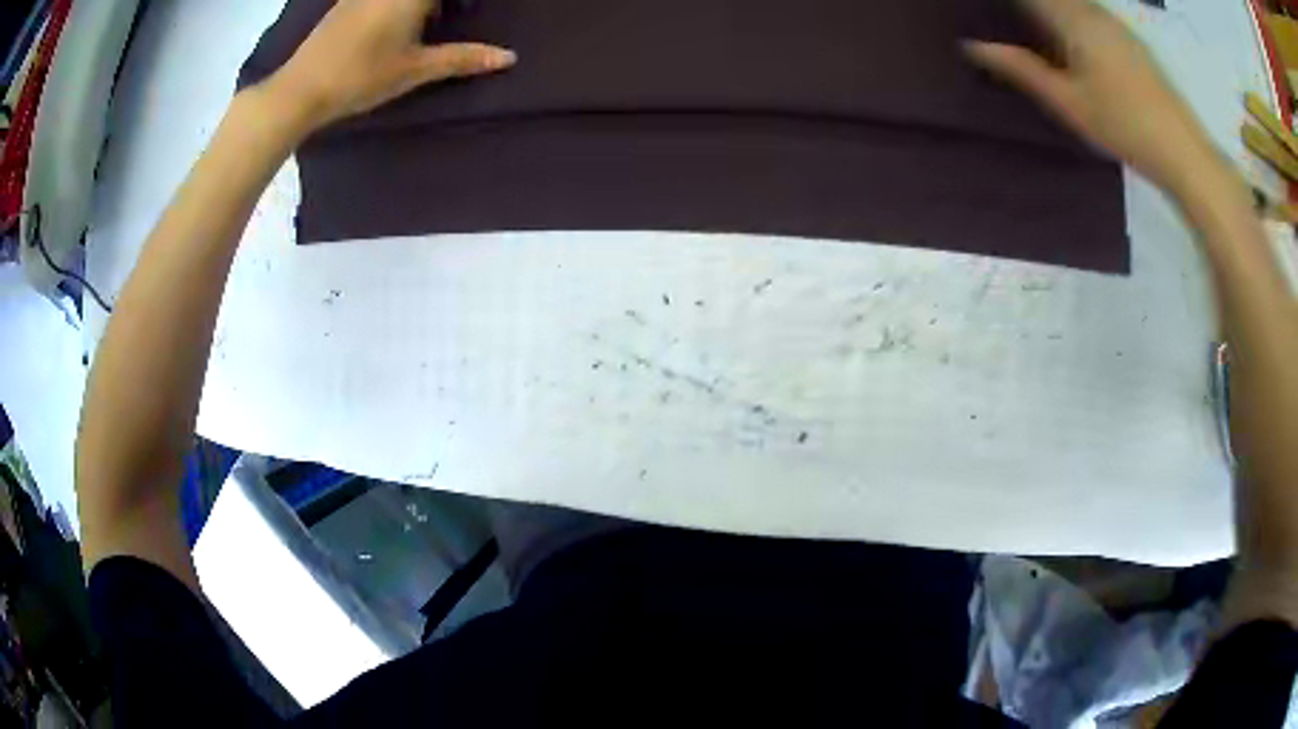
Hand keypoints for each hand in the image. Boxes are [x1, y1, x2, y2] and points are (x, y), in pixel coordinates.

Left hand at [260, 0, 515, 132]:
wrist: (300, 89)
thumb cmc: (361, 77)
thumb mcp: (415, 70)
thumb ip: (462, 58)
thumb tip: (508, 58)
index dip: (460, 3)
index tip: (466, 11)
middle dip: (440, 6)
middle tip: (453, 16)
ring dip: (422, 5)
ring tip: (429, 19)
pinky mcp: (347, 0)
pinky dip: (397, 3)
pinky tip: (396, 21)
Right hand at [964, 0, 1223, 195]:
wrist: (1182, 150)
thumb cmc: (1124, 126)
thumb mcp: (1068, 102)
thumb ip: (1021, 68)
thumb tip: (973, 46)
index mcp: (1071, 17)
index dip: (1009, 6)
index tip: (991, 14)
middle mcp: (1092, 9)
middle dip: (1027, 10)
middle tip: (1008, 22)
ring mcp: (1114, 22)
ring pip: (1072, 3)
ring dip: (1049, 13)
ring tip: (1032, 30)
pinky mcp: (1129, 38)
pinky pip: (1089, 12)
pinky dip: (1070, 17)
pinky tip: (1070, 42)